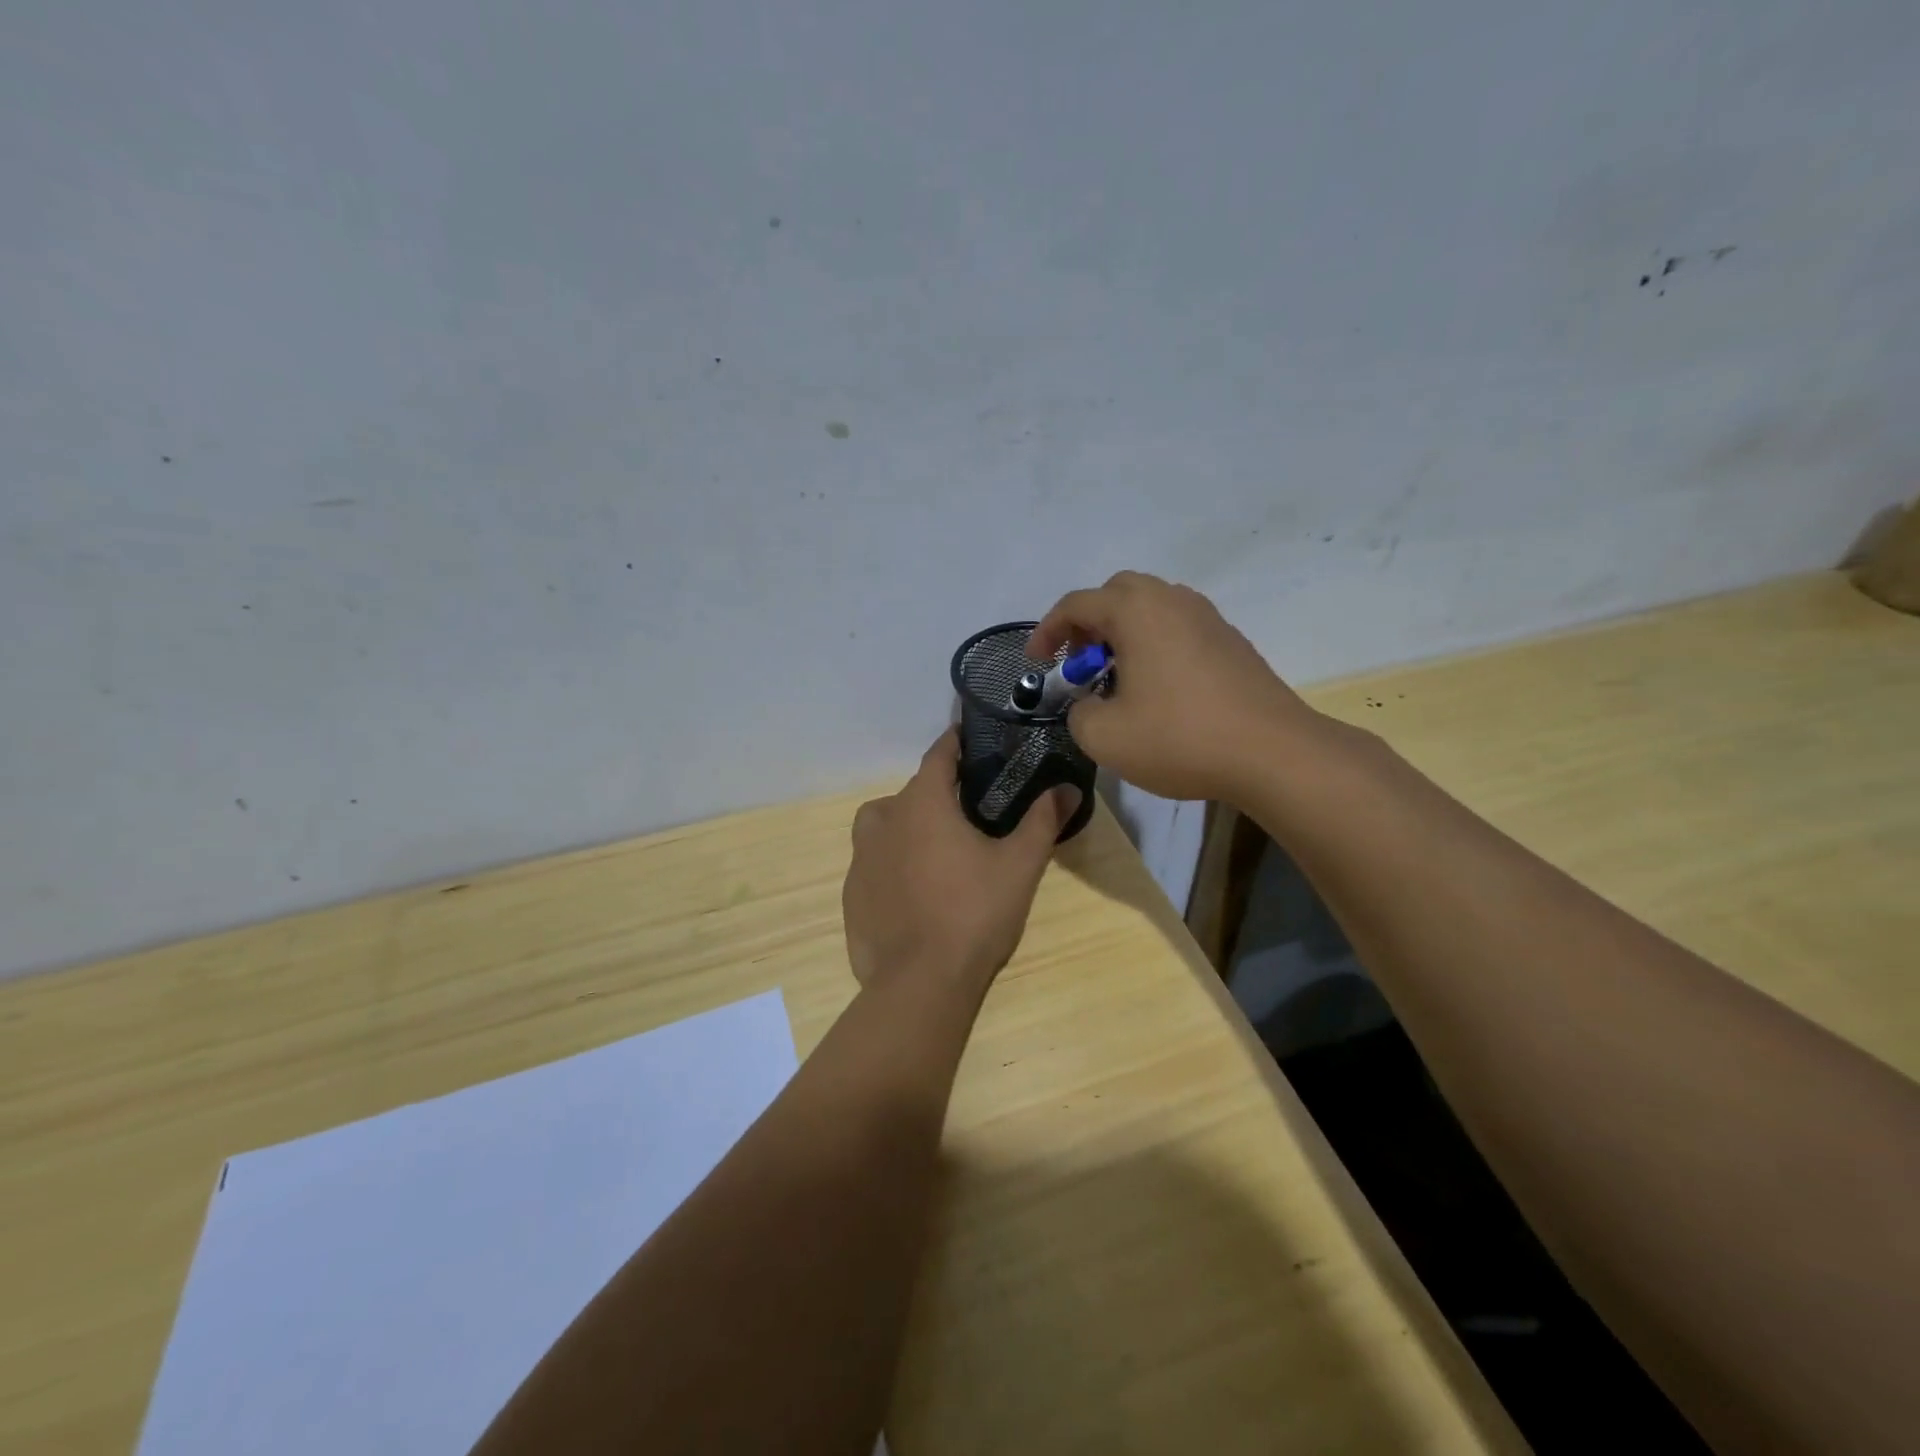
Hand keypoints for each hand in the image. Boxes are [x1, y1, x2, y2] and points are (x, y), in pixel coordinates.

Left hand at [843, 730, 1077, 998]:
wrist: (920, 983)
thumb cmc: (974, 913)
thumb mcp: (1019, 865)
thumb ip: (1042, 821)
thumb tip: (1069, 789)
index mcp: (922, 803)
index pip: (938, 755)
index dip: (955, 744)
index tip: (970, 738)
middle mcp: (884, 820)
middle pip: (913, 791)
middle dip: (939, 792)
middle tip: (970, 810)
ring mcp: (861, 857)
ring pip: (885, 824)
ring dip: (908, 824)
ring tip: (938, 848)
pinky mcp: (852, 893)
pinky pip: (874, 861)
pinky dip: (893, 862)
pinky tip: (916, 890)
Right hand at [1028, 571, 1328, 801]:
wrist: (1272, 752)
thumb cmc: (1179, 738)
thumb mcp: (1104, 736)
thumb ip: (1078, 713)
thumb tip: (1089, 705)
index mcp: (1136, 611)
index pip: (1076, 604)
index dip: (1047, 631)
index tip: (1036, 662)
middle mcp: (1172, 601)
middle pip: (1117, 593)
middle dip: (1088, 623)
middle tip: (1079, 663)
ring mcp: (1207, 618)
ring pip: (1152, 607)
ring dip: (1124, 633)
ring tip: (1116, 677)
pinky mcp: (1231, 641)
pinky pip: (1178, 627)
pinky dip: (1155, 644)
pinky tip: (1158, 688)